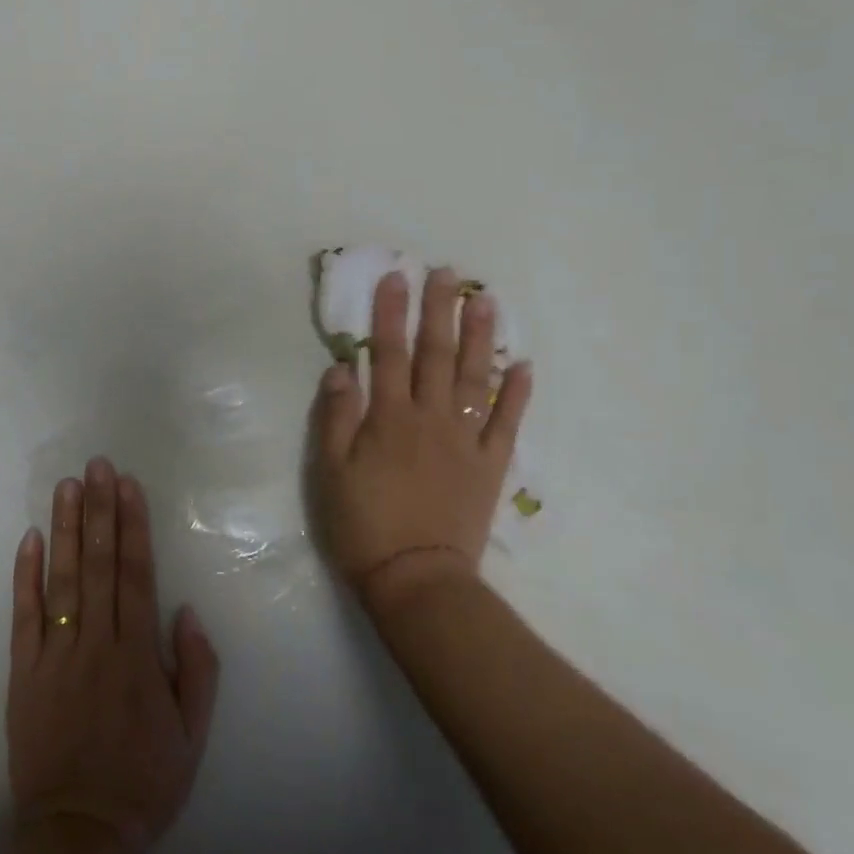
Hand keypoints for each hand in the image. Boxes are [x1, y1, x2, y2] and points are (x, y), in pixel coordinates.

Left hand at [7, 458, 220, 850]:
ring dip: (65, 529)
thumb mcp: (193, 733)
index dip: (132, 526)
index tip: (128, 485)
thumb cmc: (144, 781)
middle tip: (97, 465)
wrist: (79, 834)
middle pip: (98, 564)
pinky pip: (24, 617)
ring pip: (62, 580)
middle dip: (99, 510)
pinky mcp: (23, 673)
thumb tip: (184, 609)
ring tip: (67, 485)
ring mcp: (55, 655)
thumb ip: (196, 667)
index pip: (135, 574)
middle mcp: (96, 643)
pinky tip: (29, 539)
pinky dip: (25, 576)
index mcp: (138, 655)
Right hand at [309, 268, 533, 612]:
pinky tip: (525, 365)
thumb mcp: (329, 471)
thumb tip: (341, 367)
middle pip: (436, 354)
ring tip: (486, 301)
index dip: (390, 313)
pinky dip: (517, 394)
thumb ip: (335, 416)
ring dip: (481, 337)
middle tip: (446, 273)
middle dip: (439, 310)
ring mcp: (466, 440)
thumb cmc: (362, 523)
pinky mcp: (490, 466)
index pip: (388, 352)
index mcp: (389, 417)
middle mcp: (430, 418)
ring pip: (476, 378)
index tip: (396, 277)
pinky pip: (507, 423)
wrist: (416, 579)